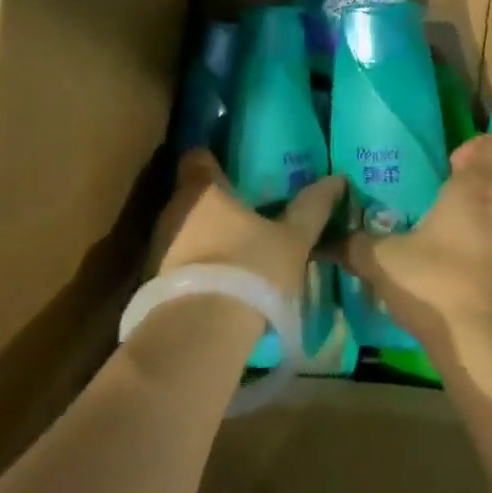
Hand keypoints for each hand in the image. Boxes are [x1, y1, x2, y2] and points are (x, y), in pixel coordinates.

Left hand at [150, 150, 344, 299]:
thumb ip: (313, 207)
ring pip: (184, 229)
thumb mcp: (293, 239)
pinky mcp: (154, 283)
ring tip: (236, 246)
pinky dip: (197, 265)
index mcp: (203, 189)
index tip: (232, 165)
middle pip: (191, 194)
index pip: (197, 157)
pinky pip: (179, 262)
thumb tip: (337, 179)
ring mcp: (159, 248)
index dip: (213, 158)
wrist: (201, 335)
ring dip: (205, 235)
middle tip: (245, 208)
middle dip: (215, 201)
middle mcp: (173, 210)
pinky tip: (221, 278)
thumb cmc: (249, 268)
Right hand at [337, 132, 491, 353]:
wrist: (490, 347)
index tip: (454, 167)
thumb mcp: (385, 263)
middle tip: (452, 200)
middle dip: (485, 180)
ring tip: (462, 236)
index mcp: (480, 185)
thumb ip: (354, 245)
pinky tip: (475, 268)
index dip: (483, 147)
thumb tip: (321, 240)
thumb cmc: (438, 285)